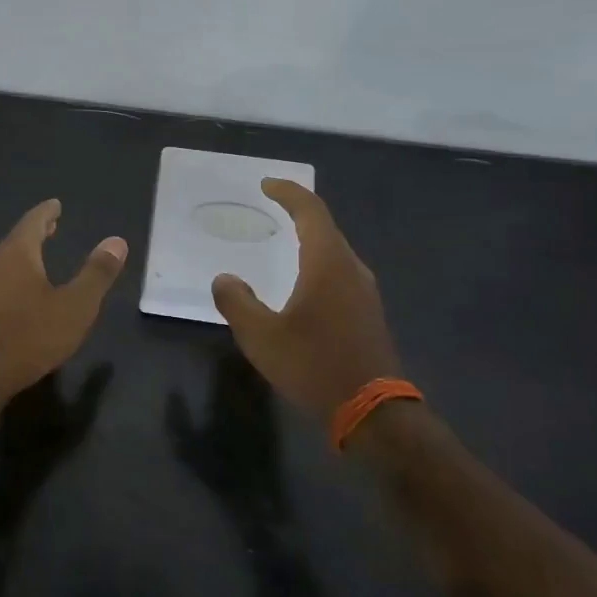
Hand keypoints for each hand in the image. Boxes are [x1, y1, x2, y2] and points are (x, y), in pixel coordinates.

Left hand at [0, 199, 126, 397]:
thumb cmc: (31, 334)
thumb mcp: (76, 305)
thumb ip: (97, 273)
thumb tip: (117, 241)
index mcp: (17, 254)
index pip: (33, 222)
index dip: (47, 212)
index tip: (56, 204)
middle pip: (16, 239)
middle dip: (35, 231)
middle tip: (51, 225)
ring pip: (5, 260)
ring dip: (24, 254)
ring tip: (40, 254)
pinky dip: (14, 274)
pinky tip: (22, 290)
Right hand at [211, 179, 400, 418]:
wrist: (372, 411)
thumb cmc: (313, 365)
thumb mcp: (261, 336)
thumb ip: (237, 302)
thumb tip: (225, 279)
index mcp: (327, 264)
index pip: (310, 211)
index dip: (288, 193)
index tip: (267, 185)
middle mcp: (351, 269)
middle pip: (326, 228)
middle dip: (299, 213)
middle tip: (272, 208)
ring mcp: (365, 292)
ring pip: (335, 252)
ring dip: (310, 240)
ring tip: (285, 242)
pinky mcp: (369, 313)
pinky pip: (340, 273)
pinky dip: (319, 263)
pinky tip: (305, 283)